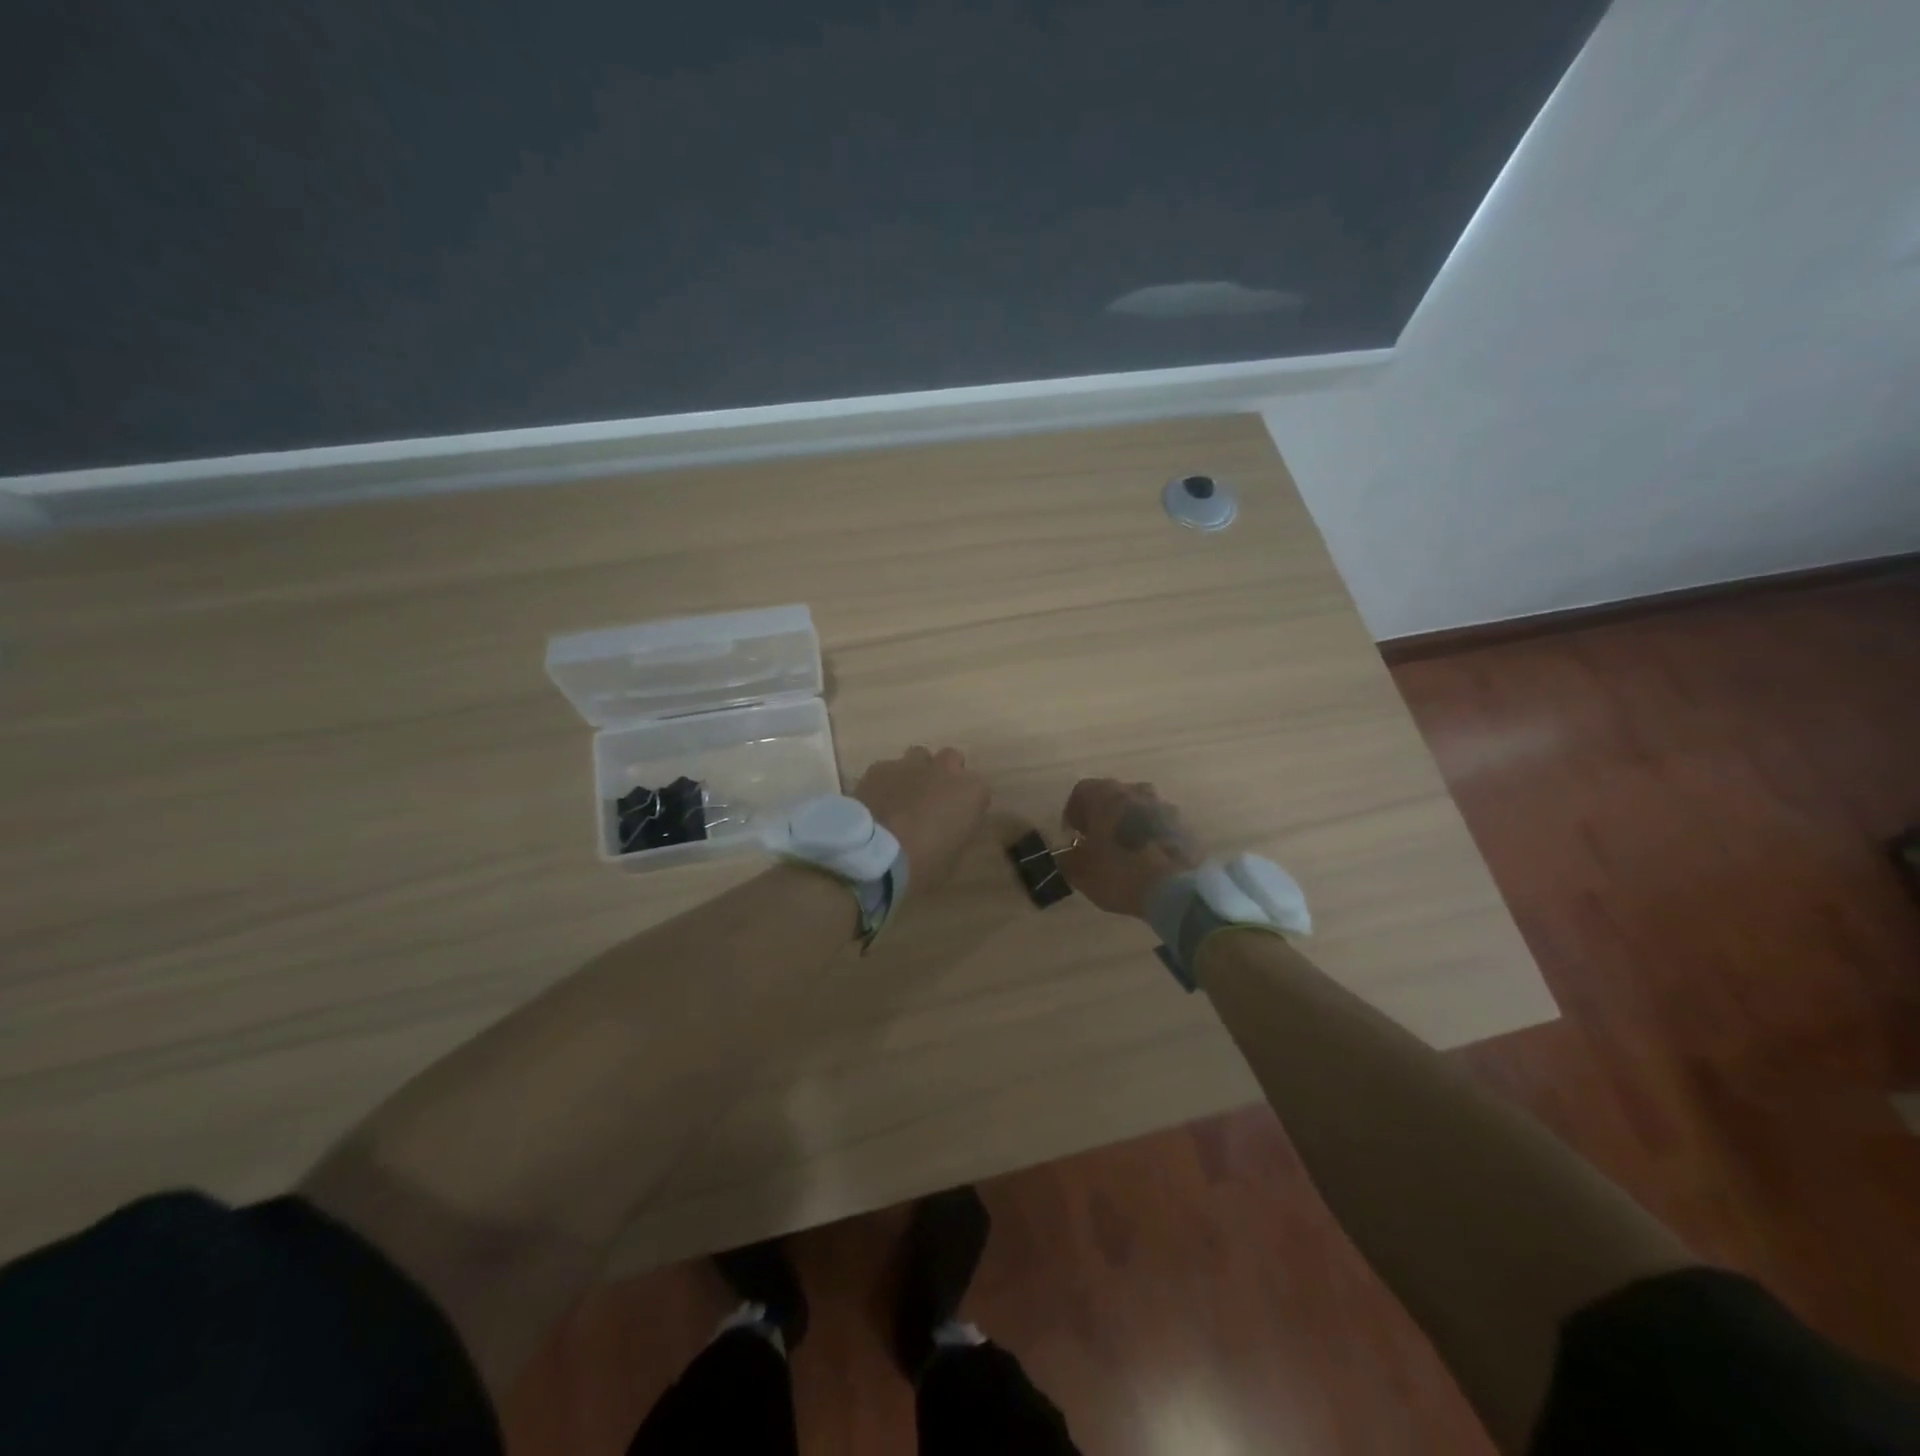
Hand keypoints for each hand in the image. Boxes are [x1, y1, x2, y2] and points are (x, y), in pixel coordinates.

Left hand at [853, 746, 990, 891]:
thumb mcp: (952, 860)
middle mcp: (945, 769)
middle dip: (946, 776)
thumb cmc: (922, 864)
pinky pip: (889, 769)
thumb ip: (957, 835)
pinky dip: (888, 782)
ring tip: (905, 797)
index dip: (968, 806)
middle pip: (952, 760)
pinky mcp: (880, 767)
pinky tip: (878, 802)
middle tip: (934, 801)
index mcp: (971, 792)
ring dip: (918, 773)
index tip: (958, 822)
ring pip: (920, 756)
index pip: (980, 792)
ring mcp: (910, 764)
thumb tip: (950, 831)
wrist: (873, 854)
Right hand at [1061, 778, 1205, 919]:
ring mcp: (1164, 806)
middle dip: (1102, 817)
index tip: (1072, 836)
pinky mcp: (1185, 825)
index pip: (1081, 791)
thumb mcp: (1081, 873)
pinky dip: (1150, 838)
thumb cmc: (1120, 873)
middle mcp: (1135, 791)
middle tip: (1097, 844)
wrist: (1179, 889)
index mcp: (1105, 795)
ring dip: (1128, 825)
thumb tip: (1066, 854)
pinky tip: (1149, 862)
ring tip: (1125, 854)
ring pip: (1138, 810)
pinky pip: (1160, 826)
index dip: (1073, 813)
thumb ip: (1067, 859)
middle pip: (1112, 797)